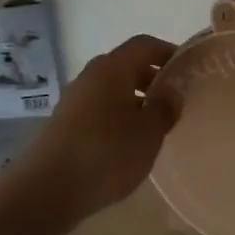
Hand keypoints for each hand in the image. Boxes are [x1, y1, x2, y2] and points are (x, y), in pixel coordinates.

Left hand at [24, 33, 176, 220]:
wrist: (47, 189)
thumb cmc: (107, 153)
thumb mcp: (148, 132)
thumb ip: (165, 107)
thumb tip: (172, 91)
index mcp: (112, 68)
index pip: (144, 45)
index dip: (167, 52)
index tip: (187, 69)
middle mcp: (90, 76)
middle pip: (125, 65)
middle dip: (152, 77)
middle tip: (174, 99)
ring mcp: (73, 99)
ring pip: (110, 88)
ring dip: (134, 98)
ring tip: (153, 124)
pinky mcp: (64, 123)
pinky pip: (97, 108)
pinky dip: (116, 115)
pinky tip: (126, 142)